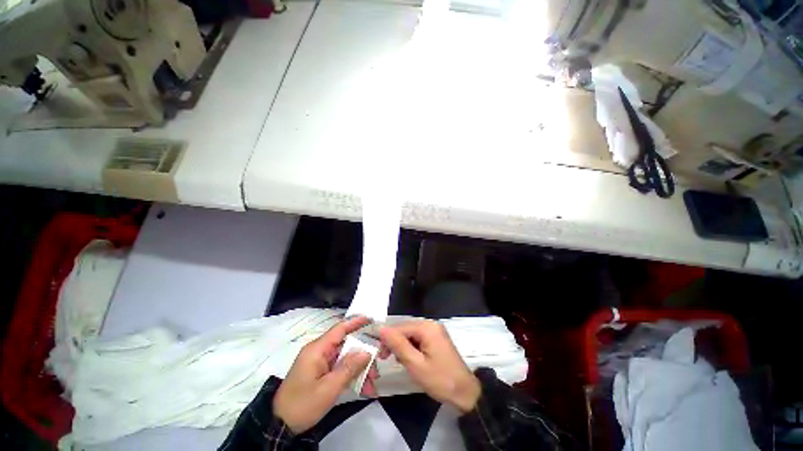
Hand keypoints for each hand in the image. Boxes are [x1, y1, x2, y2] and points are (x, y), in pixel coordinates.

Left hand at [274, 316, 378, 432]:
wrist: (279, 426)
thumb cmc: (302, 404)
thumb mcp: (328, 388)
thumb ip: (349, 368)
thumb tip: (367, 351)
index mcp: (317, 349)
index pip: (340, 329)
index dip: (356, 322)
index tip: (371, 320)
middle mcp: (319, 352)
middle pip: (346, 345)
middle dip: (363, 354)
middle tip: (377, 366)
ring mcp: (319, 363)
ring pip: (345, 358)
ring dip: (359, 368)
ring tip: (372, 383)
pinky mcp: (320, 373)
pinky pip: (339, 368)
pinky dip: (351, 375)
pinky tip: (362, 388)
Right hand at [379, 320, 480, 412]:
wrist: (466, 393)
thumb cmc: (440, 380)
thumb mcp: (416, 364)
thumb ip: (398, 345)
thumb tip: (381, 329)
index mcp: (427, 328)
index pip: (400, 327)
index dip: (387, 339)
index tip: (379, 355)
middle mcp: (431, 324)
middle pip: (406, 329)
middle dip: (395, 343)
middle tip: (387, 359)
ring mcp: (435, 331)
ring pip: (411, 334)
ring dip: (403, 347)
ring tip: (400, 362)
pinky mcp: (436, 339)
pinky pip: (418, 339)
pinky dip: (411, 348)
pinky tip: (410, 359)